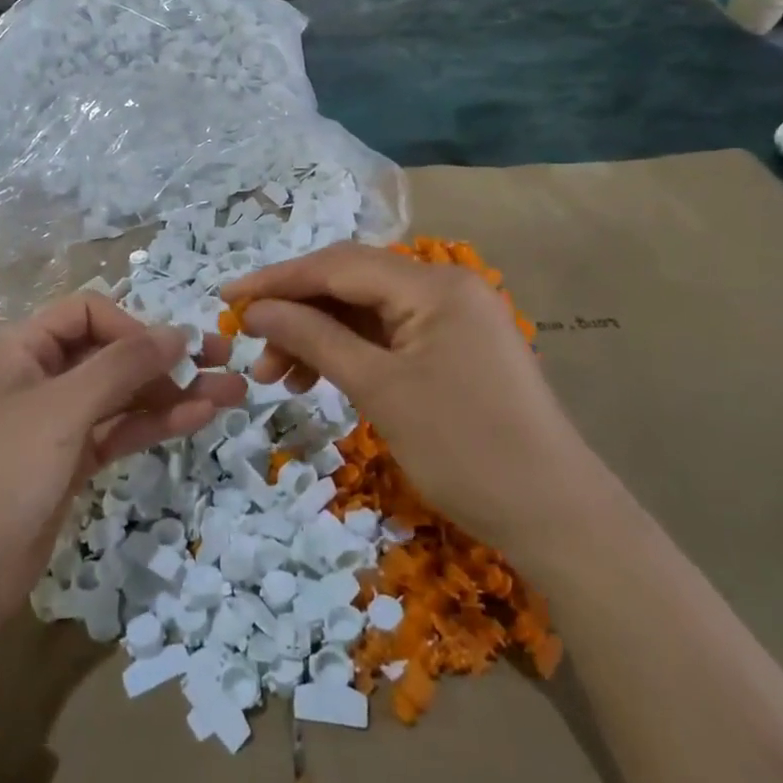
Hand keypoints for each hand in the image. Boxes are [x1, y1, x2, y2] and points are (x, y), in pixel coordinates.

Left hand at [0, 293, 246, 657]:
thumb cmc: (3, 470)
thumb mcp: (64, 407)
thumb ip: (125, 364)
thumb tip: (181, 331)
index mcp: (21, 346)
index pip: (88, 313)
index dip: (134, 326)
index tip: (174, 350)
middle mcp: (38, 375)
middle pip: (111, 353)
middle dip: (166, 358)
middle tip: (226, 361)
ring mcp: (56, 421)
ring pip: (122, 394)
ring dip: (173, 392)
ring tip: (232, 393)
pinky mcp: (70, 461)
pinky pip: (119, 429)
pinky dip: (155, 422)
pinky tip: (199, 417)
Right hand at [222, 242, 586, 548]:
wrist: (556, 516)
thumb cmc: (464, 449)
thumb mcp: (379, 390)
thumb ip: (314, 338)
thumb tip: (256, 310)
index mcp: (433, 284)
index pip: (338, 265)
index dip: (277, 279)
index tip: (227, 298)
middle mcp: (445, 287)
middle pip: (351, 285)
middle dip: (296, 314)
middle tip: (253, 354)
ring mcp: (453, 318)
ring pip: (366, 312)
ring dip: (319, 338)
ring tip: (278, 379)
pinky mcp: (455, 348)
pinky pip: (389, 337)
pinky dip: (350, 354)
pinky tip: (319, 380)